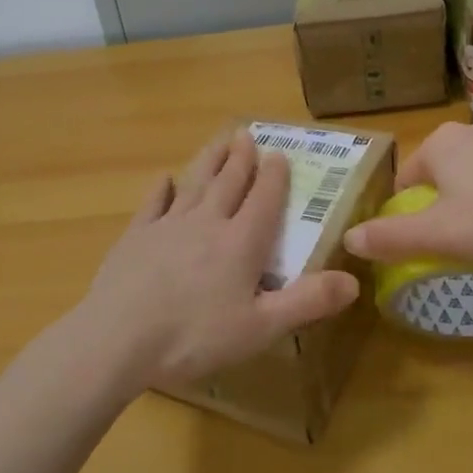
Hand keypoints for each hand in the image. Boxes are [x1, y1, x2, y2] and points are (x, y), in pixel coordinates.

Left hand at [75, 129, 360, 391]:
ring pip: (194, 183)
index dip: (274, 176)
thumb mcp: (260, 327)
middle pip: (228, 182)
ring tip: (219, 142)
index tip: (280, 154)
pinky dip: (161, 189)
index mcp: (241, 243)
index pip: (263, 200)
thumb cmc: (195, 336)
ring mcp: (168, 225)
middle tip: (246, 134)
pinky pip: (153, 204)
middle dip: (241, 158)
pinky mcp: (136, 236)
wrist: (119, 337)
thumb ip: (307, 302)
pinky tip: (164, 179)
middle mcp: (207, 223)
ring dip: (209, 161)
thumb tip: (353, 280)